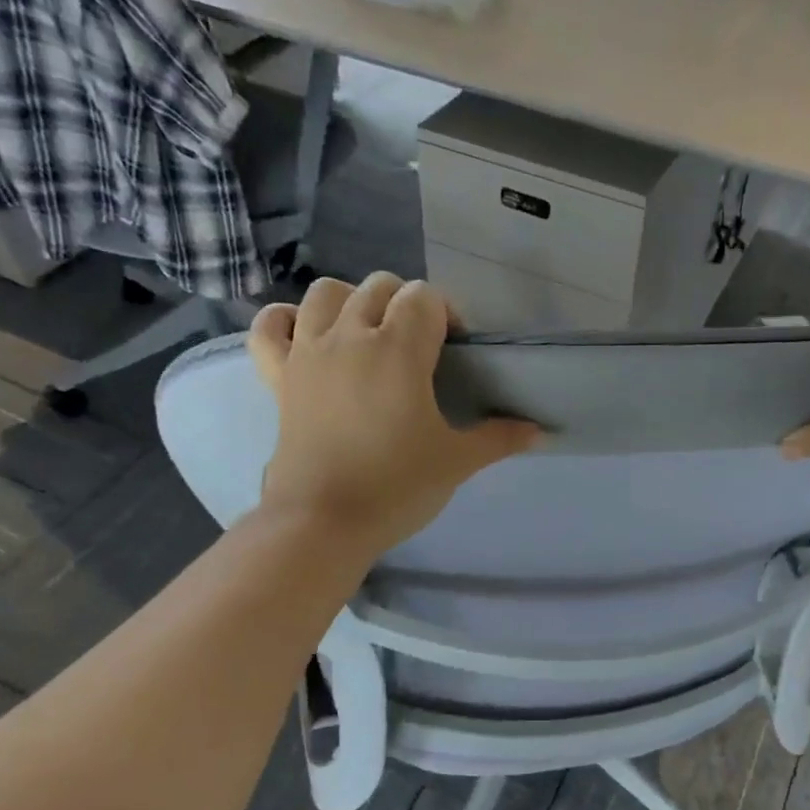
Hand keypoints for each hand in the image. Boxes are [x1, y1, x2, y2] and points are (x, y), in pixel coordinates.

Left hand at [248, 274, 539, 556]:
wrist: (323, 522)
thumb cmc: (396, 487)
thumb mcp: (457, 462)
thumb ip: (499, 438)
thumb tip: (540, 432)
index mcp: (398, 348)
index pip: (425, 298)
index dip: (446, 315)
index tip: (455, 351)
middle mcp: (350, 335)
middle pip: (379, 287)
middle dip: (405, 305)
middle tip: (420, 348)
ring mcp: (307, 352)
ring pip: (325, 293)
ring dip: (351, 302)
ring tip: (367, 335)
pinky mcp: (278, 376)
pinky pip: (269, 327)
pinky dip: (285, 320)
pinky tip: (306, 335)